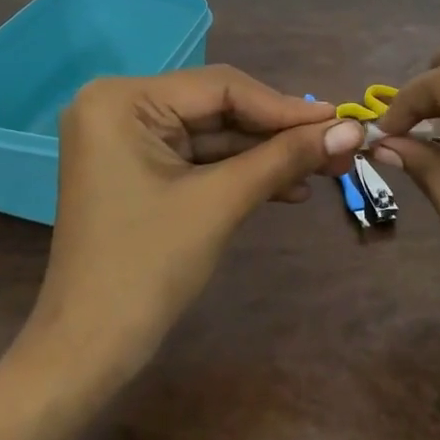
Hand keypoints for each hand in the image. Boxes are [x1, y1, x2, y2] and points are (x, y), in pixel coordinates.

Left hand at [35, 65, 364, 377]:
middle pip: (219, 109)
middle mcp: (120, 107)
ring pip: (214, 136)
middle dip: (280, 133)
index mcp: (122, 100)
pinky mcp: (138, 170)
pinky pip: (199, 160)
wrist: (88, 351)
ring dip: (267, 155)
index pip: (221, 88)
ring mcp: (127, 141)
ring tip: (326, 169)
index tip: (342, 121)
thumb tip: (351, 130)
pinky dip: (241, 173)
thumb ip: (285, 157)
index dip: (286, 107)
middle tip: (340, 146)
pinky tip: (290, 187)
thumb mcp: (221, 202)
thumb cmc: (147, 268)